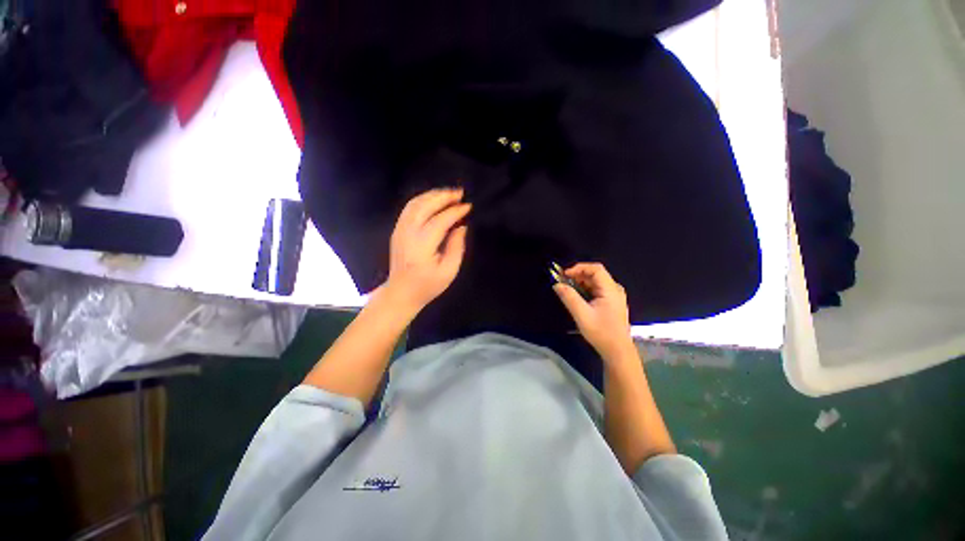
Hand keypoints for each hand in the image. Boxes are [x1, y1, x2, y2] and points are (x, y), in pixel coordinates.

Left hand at [382, 188, 470, 313]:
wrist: (401, 293)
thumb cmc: (428, 285)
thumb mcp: (449, 271)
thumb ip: (456, 247)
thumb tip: (461, 226)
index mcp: (421, 247)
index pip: (440, 221)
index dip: (455, 212)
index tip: (468, 206)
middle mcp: (408, 234)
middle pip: (424, 206)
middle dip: (443, 197)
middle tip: (460, 193)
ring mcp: (399, 230)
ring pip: (415, 204)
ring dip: (432, 195)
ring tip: (449, 194)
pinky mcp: (397, 230)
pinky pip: (409, 208)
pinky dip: (423, 199)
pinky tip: (434, 200)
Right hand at [553, 262, 634, 361]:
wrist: (618, 351)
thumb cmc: (601, 332)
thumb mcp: (582, 315)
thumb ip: (569, 297)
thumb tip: (557, 284)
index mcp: (611, 289)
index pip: (596, 269)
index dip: (579, 268)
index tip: (564, 274)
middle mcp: (615, 289)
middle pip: (596, 274)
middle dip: (578, 275)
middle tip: (563, 281)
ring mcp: (615, 296)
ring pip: (596, 282)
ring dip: (581, 282)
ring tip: (567, 288)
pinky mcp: (612, 303)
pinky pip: (597, 289)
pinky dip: (586, 289)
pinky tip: (577, 296)